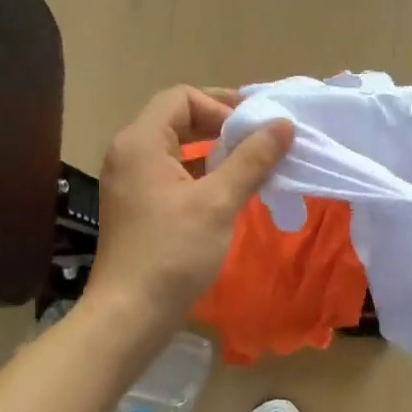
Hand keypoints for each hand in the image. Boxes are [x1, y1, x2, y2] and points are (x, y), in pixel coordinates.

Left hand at [83, 86, 292, 340]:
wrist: (131, 313)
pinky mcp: (136, 208)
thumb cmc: (173, 253)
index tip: (253, 131)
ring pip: (175, 150)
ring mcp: (129, 182)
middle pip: (176, 119)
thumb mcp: (219, 203)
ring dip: (212, 152)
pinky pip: (170, 176)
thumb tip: (283, 125)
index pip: (181, 97)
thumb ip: (251, 160)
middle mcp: (129, 154)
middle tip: (258, 142)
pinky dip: (199, 176)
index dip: (221, 106)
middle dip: (220, 126)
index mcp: (141, 142)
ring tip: (249, 168)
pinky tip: (226, 195)